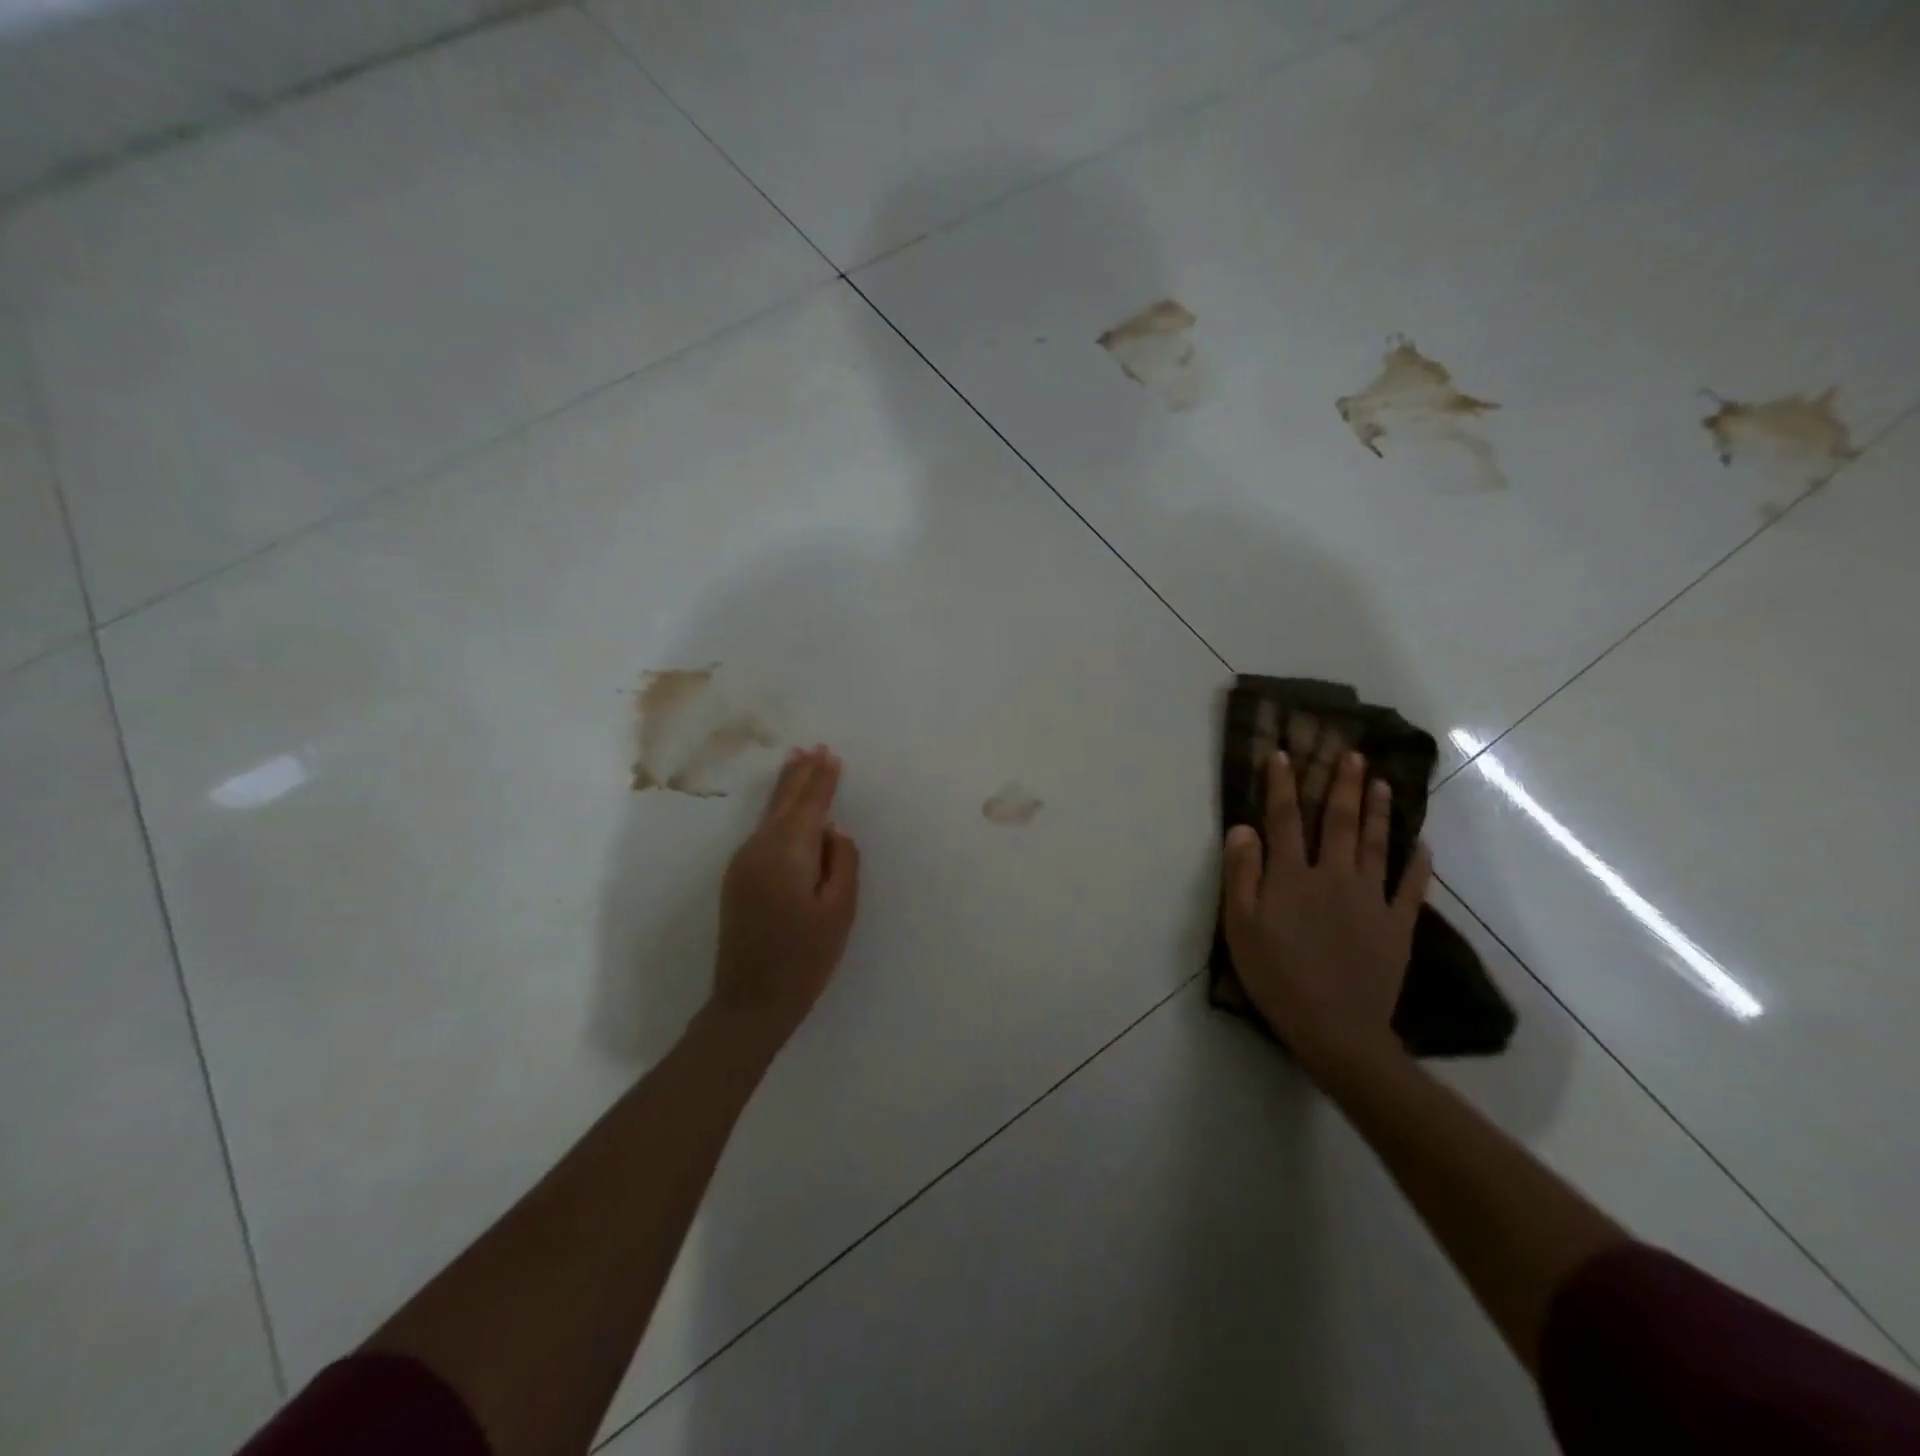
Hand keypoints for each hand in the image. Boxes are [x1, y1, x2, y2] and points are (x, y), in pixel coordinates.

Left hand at [711, 746, 860, 1044]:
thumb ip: (842, 862)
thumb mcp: (839, 910)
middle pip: (784, 803)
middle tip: (812, 748)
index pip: (810, 805)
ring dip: (786, 790)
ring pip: (770, 815)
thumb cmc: (805, 958)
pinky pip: (762, 832)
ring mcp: (743, 863)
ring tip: (799, 764)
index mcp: (788, 853)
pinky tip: (784, 810)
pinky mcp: (737, 878)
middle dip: (800, 775)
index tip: (831, 755)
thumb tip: (834, 831)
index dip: (822, 780)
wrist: (750, 1001)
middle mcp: (759, 848)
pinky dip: (777, 812)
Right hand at [1220, 750, 1430, 1077]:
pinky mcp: (1397, 926)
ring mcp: (1371, 899)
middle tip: (1352, 754)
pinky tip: (1421, 845)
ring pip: (1376, 845)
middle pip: (1339, 822)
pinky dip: (1416, 863)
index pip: (1285, 819)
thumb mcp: (1241, 925)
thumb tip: (1243, 827)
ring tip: (1384, 783)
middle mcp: (1334, 876)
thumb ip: (1242, 873)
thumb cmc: (1276, 976)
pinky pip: (1410, 887)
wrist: (1335, 1029)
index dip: (1283, 785)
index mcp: (1292, 876)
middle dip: (1343, 785)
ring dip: (1379, 811)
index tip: (1284, 754)